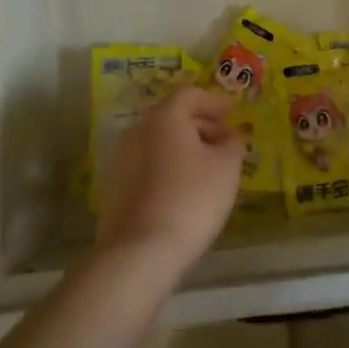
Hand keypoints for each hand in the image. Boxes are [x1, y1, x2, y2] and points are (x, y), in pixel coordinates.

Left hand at [95, 87, 245, 282]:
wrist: (139, 253)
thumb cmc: (191, 199)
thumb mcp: (226, 168)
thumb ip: (233, 143)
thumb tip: (234, 134)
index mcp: (164, 118)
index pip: (190, 94)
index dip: (215, 101)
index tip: (234, 112)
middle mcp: (137, 131)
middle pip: (172, 117)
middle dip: (202, 125)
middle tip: (226, 142)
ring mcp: (121, 160)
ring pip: (159, 142)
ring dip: (184, 147)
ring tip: (208, 169)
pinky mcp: (114, 188)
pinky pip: (147, 165)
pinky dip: (168, 167)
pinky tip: (184, 190)